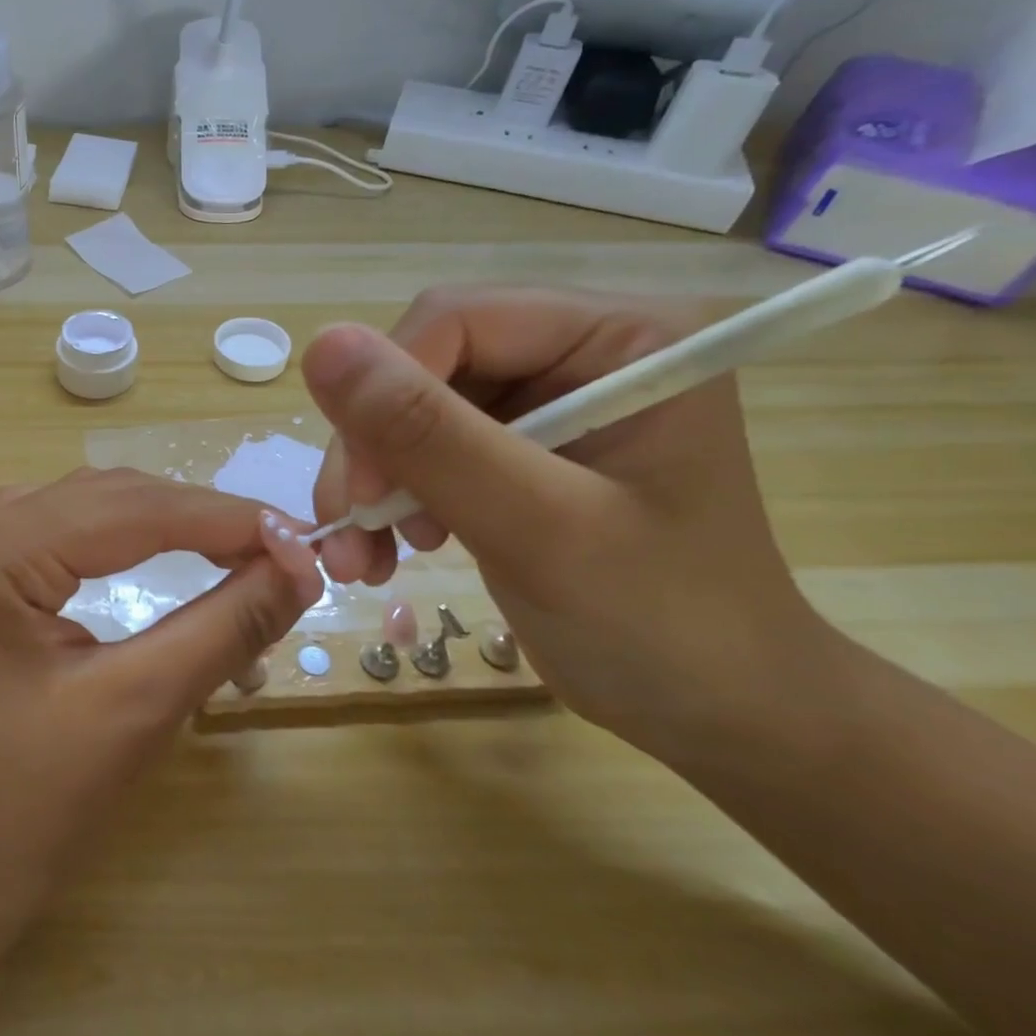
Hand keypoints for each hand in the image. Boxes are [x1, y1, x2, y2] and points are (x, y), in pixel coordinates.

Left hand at [0, 468, 323, 988]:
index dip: (229, 520)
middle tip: (285, 554)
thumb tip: (302, 568)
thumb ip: (223, 627)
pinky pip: (64, 541)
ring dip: (167, 529)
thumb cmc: (13, 815)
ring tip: (238, 556)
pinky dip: (125, 548)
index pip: (134, 508)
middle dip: (202, 522)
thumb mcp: (133, 712)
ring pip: (89, 513)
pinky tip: (162, 564)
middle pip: (111, 499)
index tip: (310, 540)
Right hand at [304, 288, 820, 758]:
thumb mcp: (538, 526)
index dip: (388, 393)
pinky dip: (390, 500)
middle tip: (349, 530)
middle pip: (423, 366)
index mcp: (620, 337)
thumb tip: (321, 343)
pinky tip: (393, 548)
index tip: (360, 493)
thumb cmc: (659, 624)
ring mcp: (543, 404)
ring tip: (365, 557)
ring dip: (371, 483)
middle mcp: (577, 353)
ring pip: (408, 411)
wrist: (715, 715)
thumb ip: (430, 434)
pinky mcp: (513, 452)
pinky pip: (420, 450)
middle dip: (373, 450)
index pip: (456, 320)